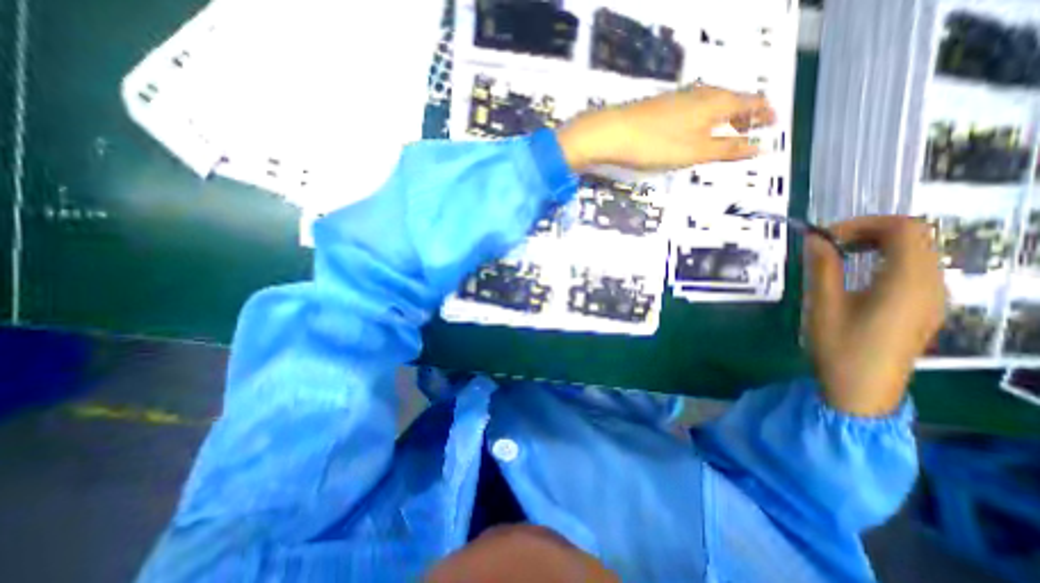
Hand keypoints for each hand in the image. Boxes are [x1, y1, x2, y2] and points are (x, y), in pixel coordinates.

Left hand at [560, 81, 770, 169]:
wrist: (614, 132)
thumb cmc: (657, 144)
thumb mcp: (695, 152)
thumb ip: (727, 149)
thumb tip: (760, 148)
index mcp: (717, 102)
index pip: (752, 102)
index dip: (766, 113)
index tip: (773, 124)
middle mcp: (702, 93)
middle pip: (734, 100)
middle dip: (746, 115)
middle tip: (750, 132)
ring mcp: (680, 97)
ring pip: (712, 104)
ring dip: (724, 117)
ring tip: (725, 133)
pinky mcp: (662, 105)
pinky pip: (695, 108)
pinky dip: (704, 119)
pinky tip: (695, 130)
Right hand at [802, 215, 947, 415]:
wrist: (862, 389)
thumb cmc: (839, 347)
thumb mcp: (823, 304)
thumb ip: (822, 267)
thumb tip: (816, 239)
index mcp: (907, 281)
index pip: (903, 229)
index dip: (862, 223)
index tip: (825, 237)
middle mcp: (931, 284)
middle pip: (913, 237)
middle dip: (867, 231)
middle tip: (828, 244)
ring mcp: (933, 297)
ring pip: (915, 252)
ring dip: (876, 245)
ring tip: (837, 256)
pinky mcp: (925, 307)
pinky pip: (913, 269)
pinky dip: (884, 261)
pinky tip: (856, 274)